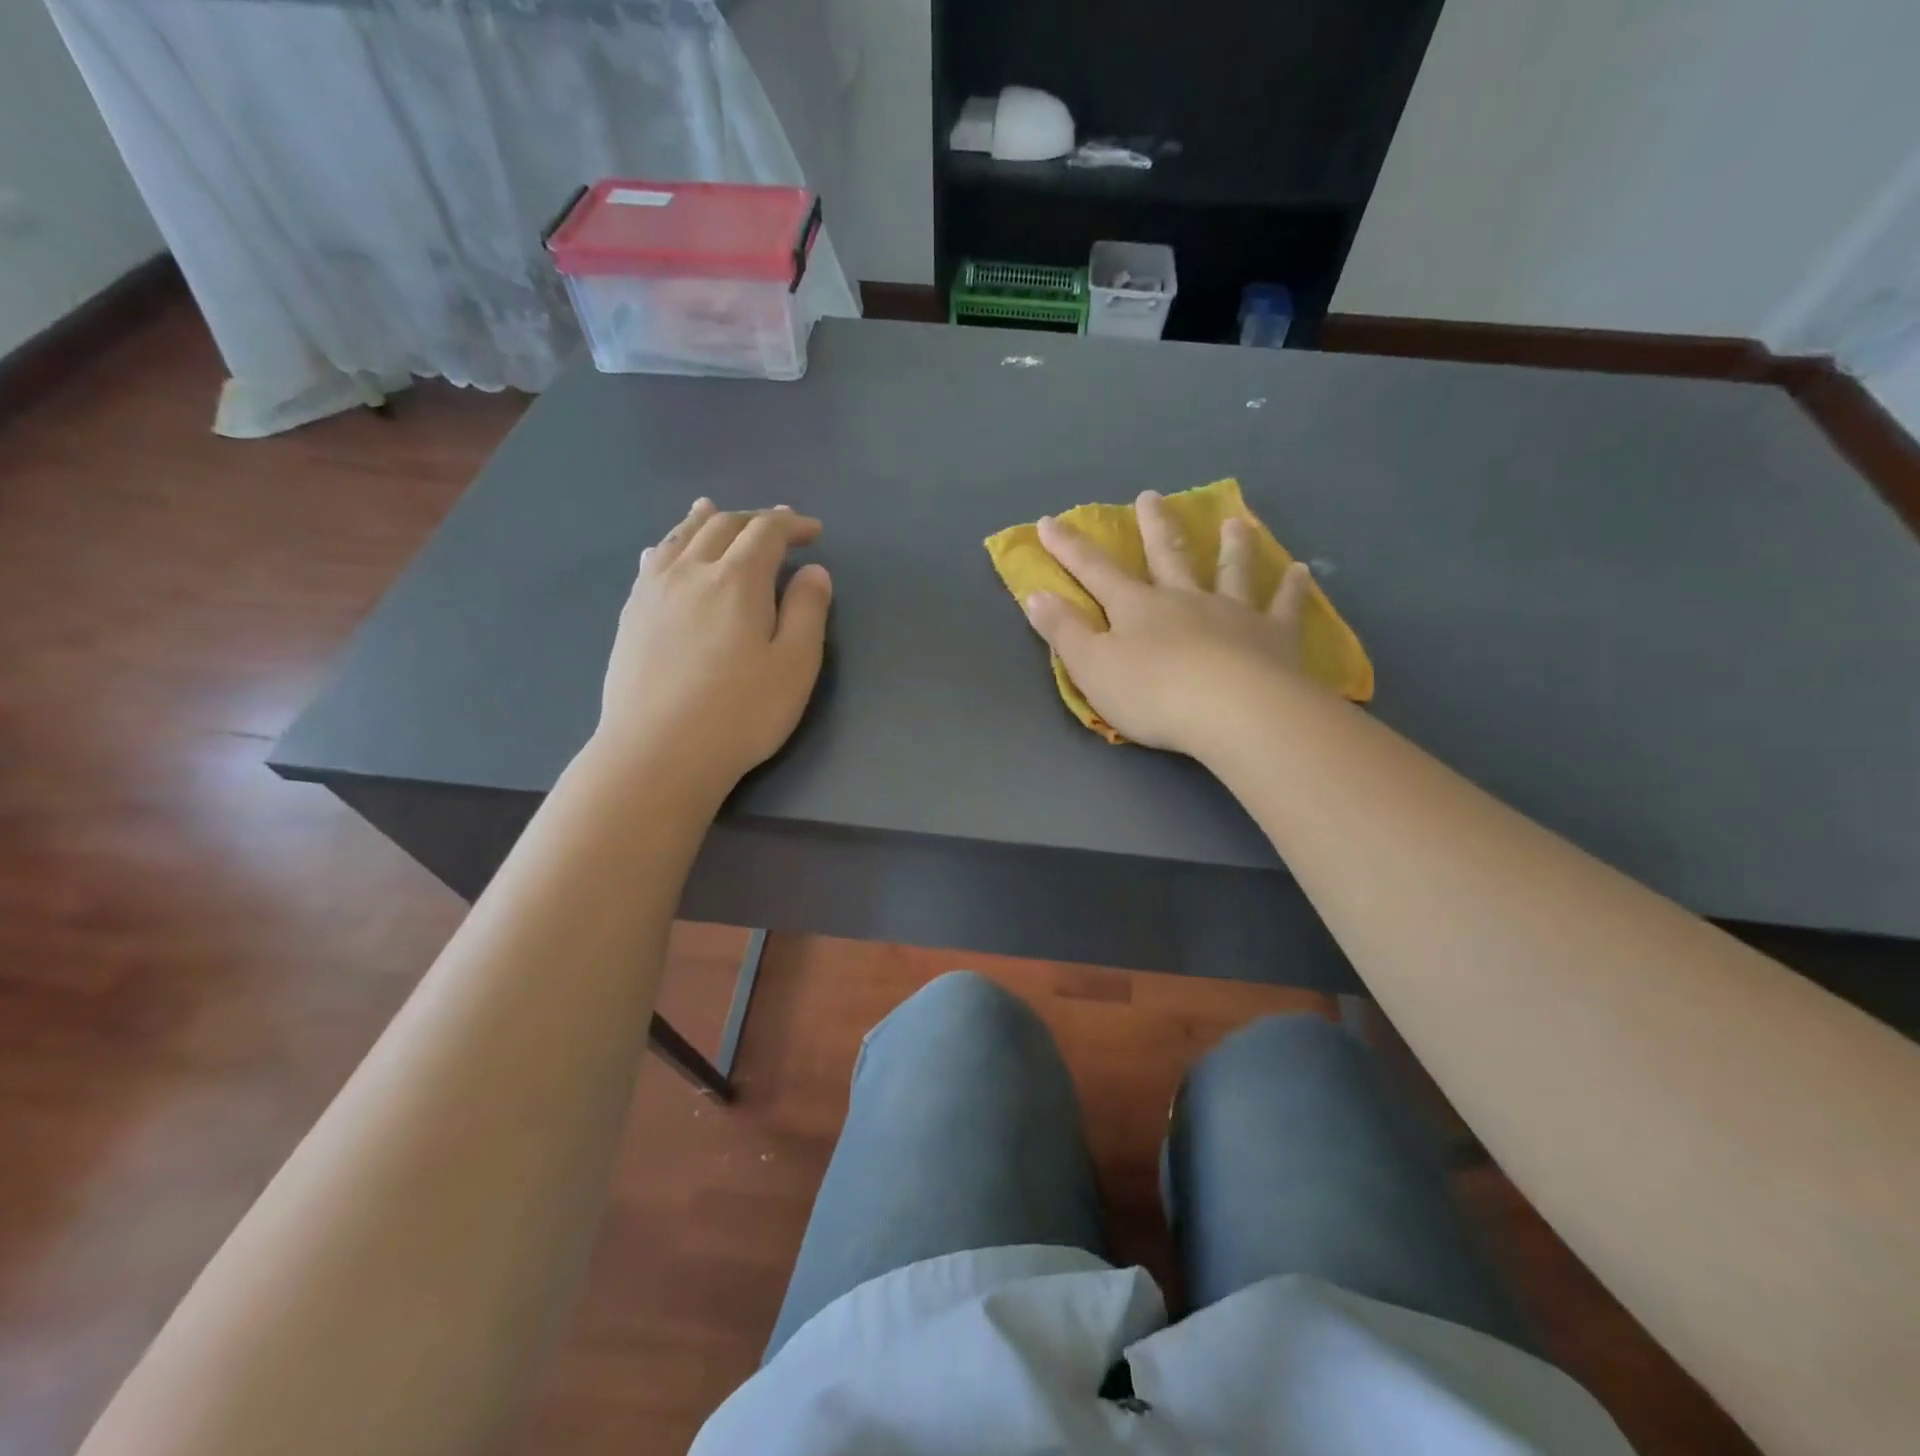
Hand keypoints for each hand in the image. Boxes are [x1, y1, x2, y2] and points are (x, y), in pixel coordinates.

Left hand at [592, 499, 831, 796]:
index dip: (792, 525)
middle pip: (723, 526)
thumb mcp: (794, 666)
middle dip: (755, 518)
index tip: (814, 532)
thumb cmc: (740, 713)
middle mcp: (692, 571)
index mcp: (737, 580)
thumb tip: (813, 571)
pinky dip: (670, 543)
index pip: (766, 532)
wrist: (658, 752)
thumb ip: (807, 611)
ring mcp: (654, 591)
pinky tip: (666, 549)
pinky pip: (652, 561)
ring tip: (715, 509)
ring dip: (706, 520)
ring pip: (681, 537)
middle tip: (779, 525)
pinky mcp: (632, 614)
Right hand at [1023, 490, 1314, 754]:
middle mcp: (1184, 599)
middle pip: (1167, 554)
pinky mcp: (1273, 636)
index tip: (1050, 521)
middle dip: (1154, 525)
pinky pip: (1283, 606)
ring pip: (1230, 570)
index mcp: (1136, 608)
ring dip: (1231, 545)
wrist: (1232, 712)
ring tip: (1234, 522)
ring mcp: (1232, 613)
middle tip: (1151, 496)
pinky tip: (1300, 571)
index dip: (1070, 547)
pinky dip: (1291, 588)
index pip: (1095, 571)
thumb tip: (1035, 595)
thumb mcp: (1091, 668)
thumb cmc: (1152, 694)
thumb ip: (1064, 631)